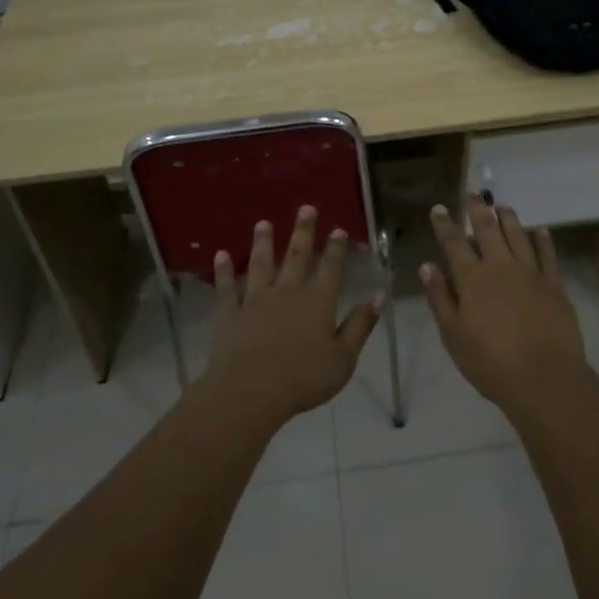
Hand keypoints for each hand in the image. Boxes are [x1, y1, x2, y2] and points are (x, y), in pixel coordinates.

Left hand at [202, 206, 378, 430]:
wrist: (251, 391)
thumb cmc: (303, 378)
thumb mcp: (343, 358)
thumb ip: (360, 325)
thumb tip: (378, 295)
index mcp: (318, 301)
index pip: (330, 268)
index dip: (335, 248)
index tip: (338, 229)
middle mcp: (288, 292)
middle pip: (296, 256)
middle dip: (302, 231)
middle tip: (306, 208)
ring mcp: (256, 300)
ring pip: (260, 265)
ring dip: (262, 242)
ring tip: (263, 223)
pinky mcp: (230, 314)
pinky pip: (227, 288)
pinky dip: (223, 271)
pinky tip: (220, 256)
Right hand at [422, 198, 591, 415]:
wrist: (544, 378)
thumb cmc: (491, 362)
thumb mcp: (454, 336)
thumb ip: (440, 298)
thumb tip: (428, 266)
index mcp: (473, 280)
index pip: (454, 244)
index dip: (445, 225)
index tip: (439, 208)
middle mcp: (501, 267)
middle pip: (487, 230)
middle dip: (478, 210)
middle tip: (473, 194)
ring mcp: (531, 273)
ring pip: (518, 235)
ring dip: (508, 218)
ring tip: (502, 206)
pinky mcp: (554, 285)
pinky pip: (548, 255)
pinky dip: (543, 239)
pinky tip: (540, 230)